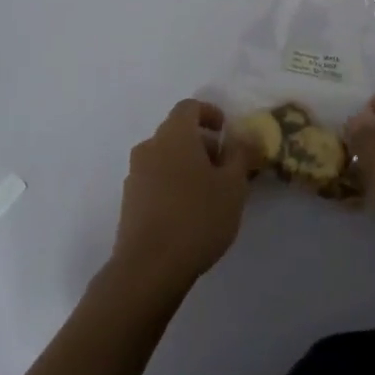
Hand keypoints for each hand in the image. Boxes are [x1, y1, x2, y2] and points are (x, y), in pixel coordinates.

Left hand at [107, 99, 253, 296]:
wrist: (149, 267)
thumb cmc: (197, 217)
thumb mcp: (233, 186)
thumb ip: (241, 155)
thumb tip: (245, 136)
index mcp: (174, 135)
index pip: (189, 107)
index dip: (209, 113)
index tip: (226, 131)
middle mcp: (150, 147)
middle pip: (176, 132)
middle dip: (202, 143)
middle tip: (225, 167)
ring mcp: (135, 175)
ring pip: (165, 157)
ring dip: (187, 165)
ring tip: (210, 193)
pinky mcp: (129, 201)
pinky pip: (155, 179)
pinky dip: (173, 184)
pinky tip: (189, 212)